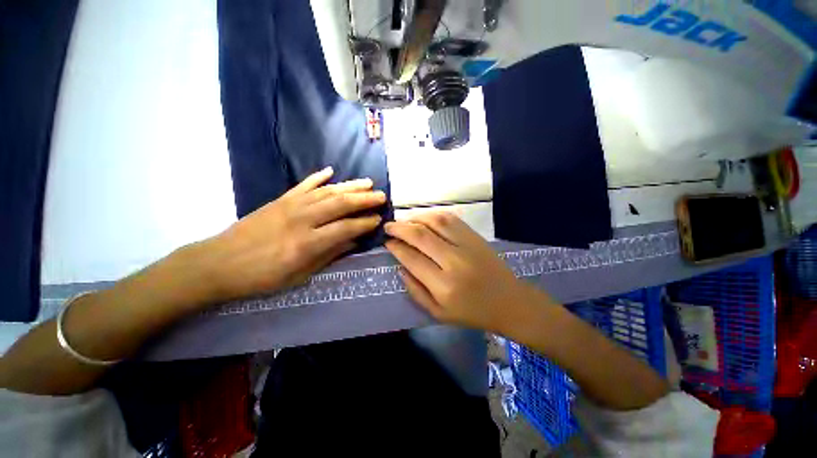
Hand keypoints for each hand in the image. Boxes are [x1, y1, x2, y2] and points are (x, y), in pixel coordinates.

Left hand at [201, 167, 384, 301]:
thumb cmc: (261, 277)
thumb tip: (353, 241)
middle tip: (382, 195)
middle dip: (365, 199)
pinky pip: (303, 185)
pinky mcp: (280, 200)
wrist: (218, 263)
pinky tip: (330, 171)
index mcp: (307, 243)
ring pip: (327, 191)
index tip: (378, 219)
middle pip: (341, 203)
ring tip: (367, 182)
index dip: (365, 222)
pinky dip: (318, 177)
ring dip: (349, 186)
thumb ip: (329, 255)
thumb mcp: (299, 275)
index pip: (346, 227)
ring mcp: (290, 205)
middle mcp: (302, 219)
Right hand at [384, 212, 550, 331]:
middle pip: (420, 235)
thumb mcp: (438, 313)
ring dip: (415, 218)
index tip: (387, 243)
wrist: (510, 302)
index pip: (411, 258)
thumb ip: (415, 291)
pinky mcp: (475, 237)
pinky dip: (433, 215)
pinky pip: (451, 219)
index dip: (396, 247)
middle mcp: (454, 261)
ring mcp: (467, 245)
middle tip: (388, 227)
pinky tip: (424, 218)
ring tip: (404, 221)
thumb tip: (400, 267)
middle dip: (399, 228)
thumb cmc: (472, 312)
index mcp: (443, 286)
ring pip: (435, 222)